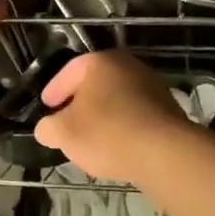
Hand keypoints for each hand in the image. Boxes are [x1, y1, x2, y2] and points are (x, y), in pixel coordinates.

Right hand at [32, 50, 197, 182]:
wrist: (165, 153)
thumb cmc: (107, 133)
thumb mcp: (63, 133)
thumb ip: (48, 128)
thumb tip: (46, 129)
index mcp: (99, 62)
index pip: (68, 71)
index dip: (53, 90)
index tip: (46, 106)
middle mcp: (127, 66)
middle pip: (95, 83)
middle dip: (79, 102)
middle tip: (67, 120)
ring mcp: (152, 86)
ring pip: (117, 99)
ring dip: (103, 115)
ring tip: (91, 137)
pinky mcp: (168, 109)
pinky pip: (135, 115)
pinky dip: (122, 125)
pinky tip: (117, 145)